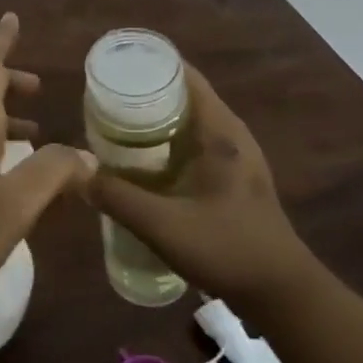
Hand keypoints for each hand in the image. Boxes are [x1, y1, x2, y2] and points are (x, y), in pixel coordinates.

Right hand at [85, 65, 315, 314]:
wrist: (284, 296)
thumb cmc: (228, 249)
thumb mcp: (163, 225)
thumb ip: (117, 198)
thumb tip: (79, 174)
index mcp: (221, 132)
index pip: (185, 77)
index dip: (150, 66)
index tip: (114, 69)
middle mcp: (231, 136)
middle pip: (183, 97)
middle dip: (143, 95)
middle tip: (102, 101)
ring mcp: (236, 158)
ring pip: (188, 123)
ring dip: (154, 121)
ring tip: (113, 127)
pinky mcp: (233, 180)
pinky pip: (193, 145)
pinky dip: (166, 144)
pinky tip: (140, 163)